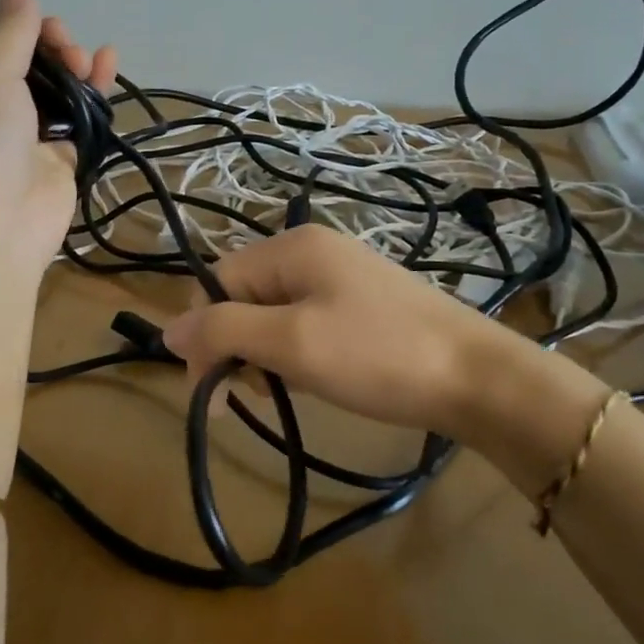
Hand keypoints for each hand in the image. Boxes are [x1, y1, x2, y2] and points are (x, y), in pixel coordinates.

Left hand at [0, 0, 114, 267]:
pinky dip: (92, 92)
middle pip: (26, 62)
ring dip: (74, 67)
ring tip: (89, 61)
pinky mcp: (54, 158)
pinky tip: (108, 66)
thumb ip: (10, 30)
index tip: (45, 27)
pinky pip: (76, 116)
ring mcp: (21, 134)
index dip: (20, 28)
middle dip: (52, 47)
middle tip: (68, 50)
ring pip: (54, 88)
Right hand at [163, 227, 575, 451]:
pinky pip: (305, 322)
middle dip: (235, 346)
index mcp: (291, 247)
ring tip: (285, 390)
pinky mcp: (361, 304)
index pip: (216, 282)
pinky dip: (296, 353)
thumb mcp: (291, 343)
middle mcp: (312, 251)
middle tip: (250, 396)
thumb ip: (224, 331)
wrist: (478, 378)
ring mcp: (340, 276)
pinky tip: (312, 380)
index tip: (211, 390)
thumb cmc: (377, 356)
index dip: (205, 334)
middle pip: (242, 296)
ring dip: (264, 353)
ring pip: (272, 313)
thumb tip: (166, 329)